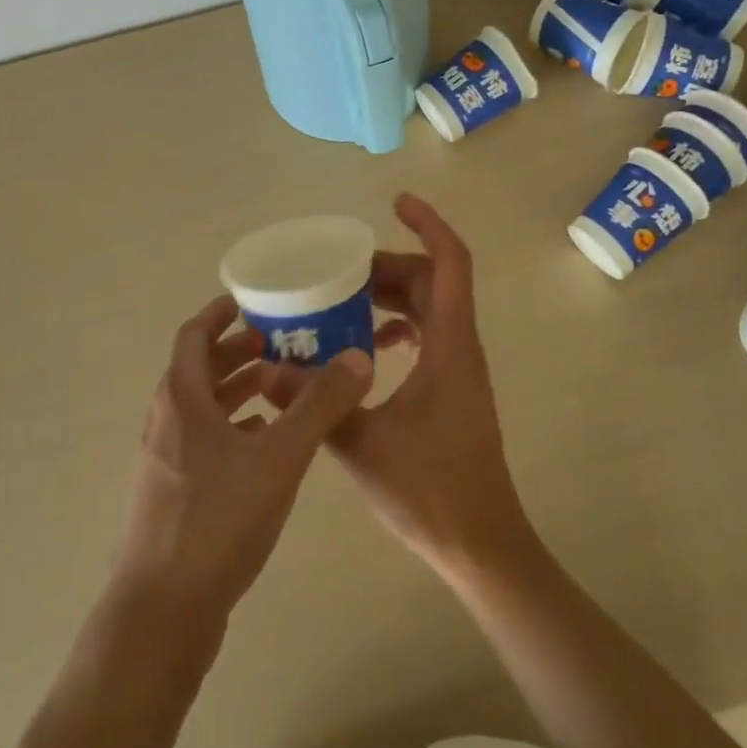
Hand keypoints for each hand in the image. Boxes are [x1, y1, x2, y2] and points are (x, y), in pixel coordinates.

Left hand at [112, 296, 373, 625]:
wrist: (162, 612)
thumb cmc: (217, 520)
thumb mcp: (279, 457)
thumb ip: (319, 405)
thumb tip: (358, 358)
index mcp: (181, 398)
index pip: (194, 335)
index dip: (221, 314)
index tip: (255, 301)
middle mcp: (166, 421)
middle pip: (199, 369)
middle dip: (239, 351)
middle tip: (282, 342)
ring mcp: (166, 460)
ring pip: (204, 407)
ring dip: (239, 390)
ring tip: (281, 385)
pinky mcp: (174, 494)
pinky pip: (205, 441)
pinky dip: (234, 428)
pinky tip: (267, 442)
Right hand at [295, 194, 534, 582]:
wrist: (481, 544)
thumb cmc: (430, 490)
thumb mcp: (360, 443)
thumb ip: (313, 401)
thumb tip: (265, 367)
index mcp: (450, 346)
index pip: (450, 263)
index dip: (428, 224)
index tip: (396, 203)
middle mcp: (461, 348)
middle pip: (434, 281)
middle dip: (390, 265)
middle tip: (340, 270)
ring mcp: (460, 370)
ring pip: (431, 309)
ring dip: (393, 297)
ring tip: (343, 302)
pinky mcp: (453, 390)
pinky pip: (429, 337)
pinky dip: (399, 327)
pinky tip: (364, 347)